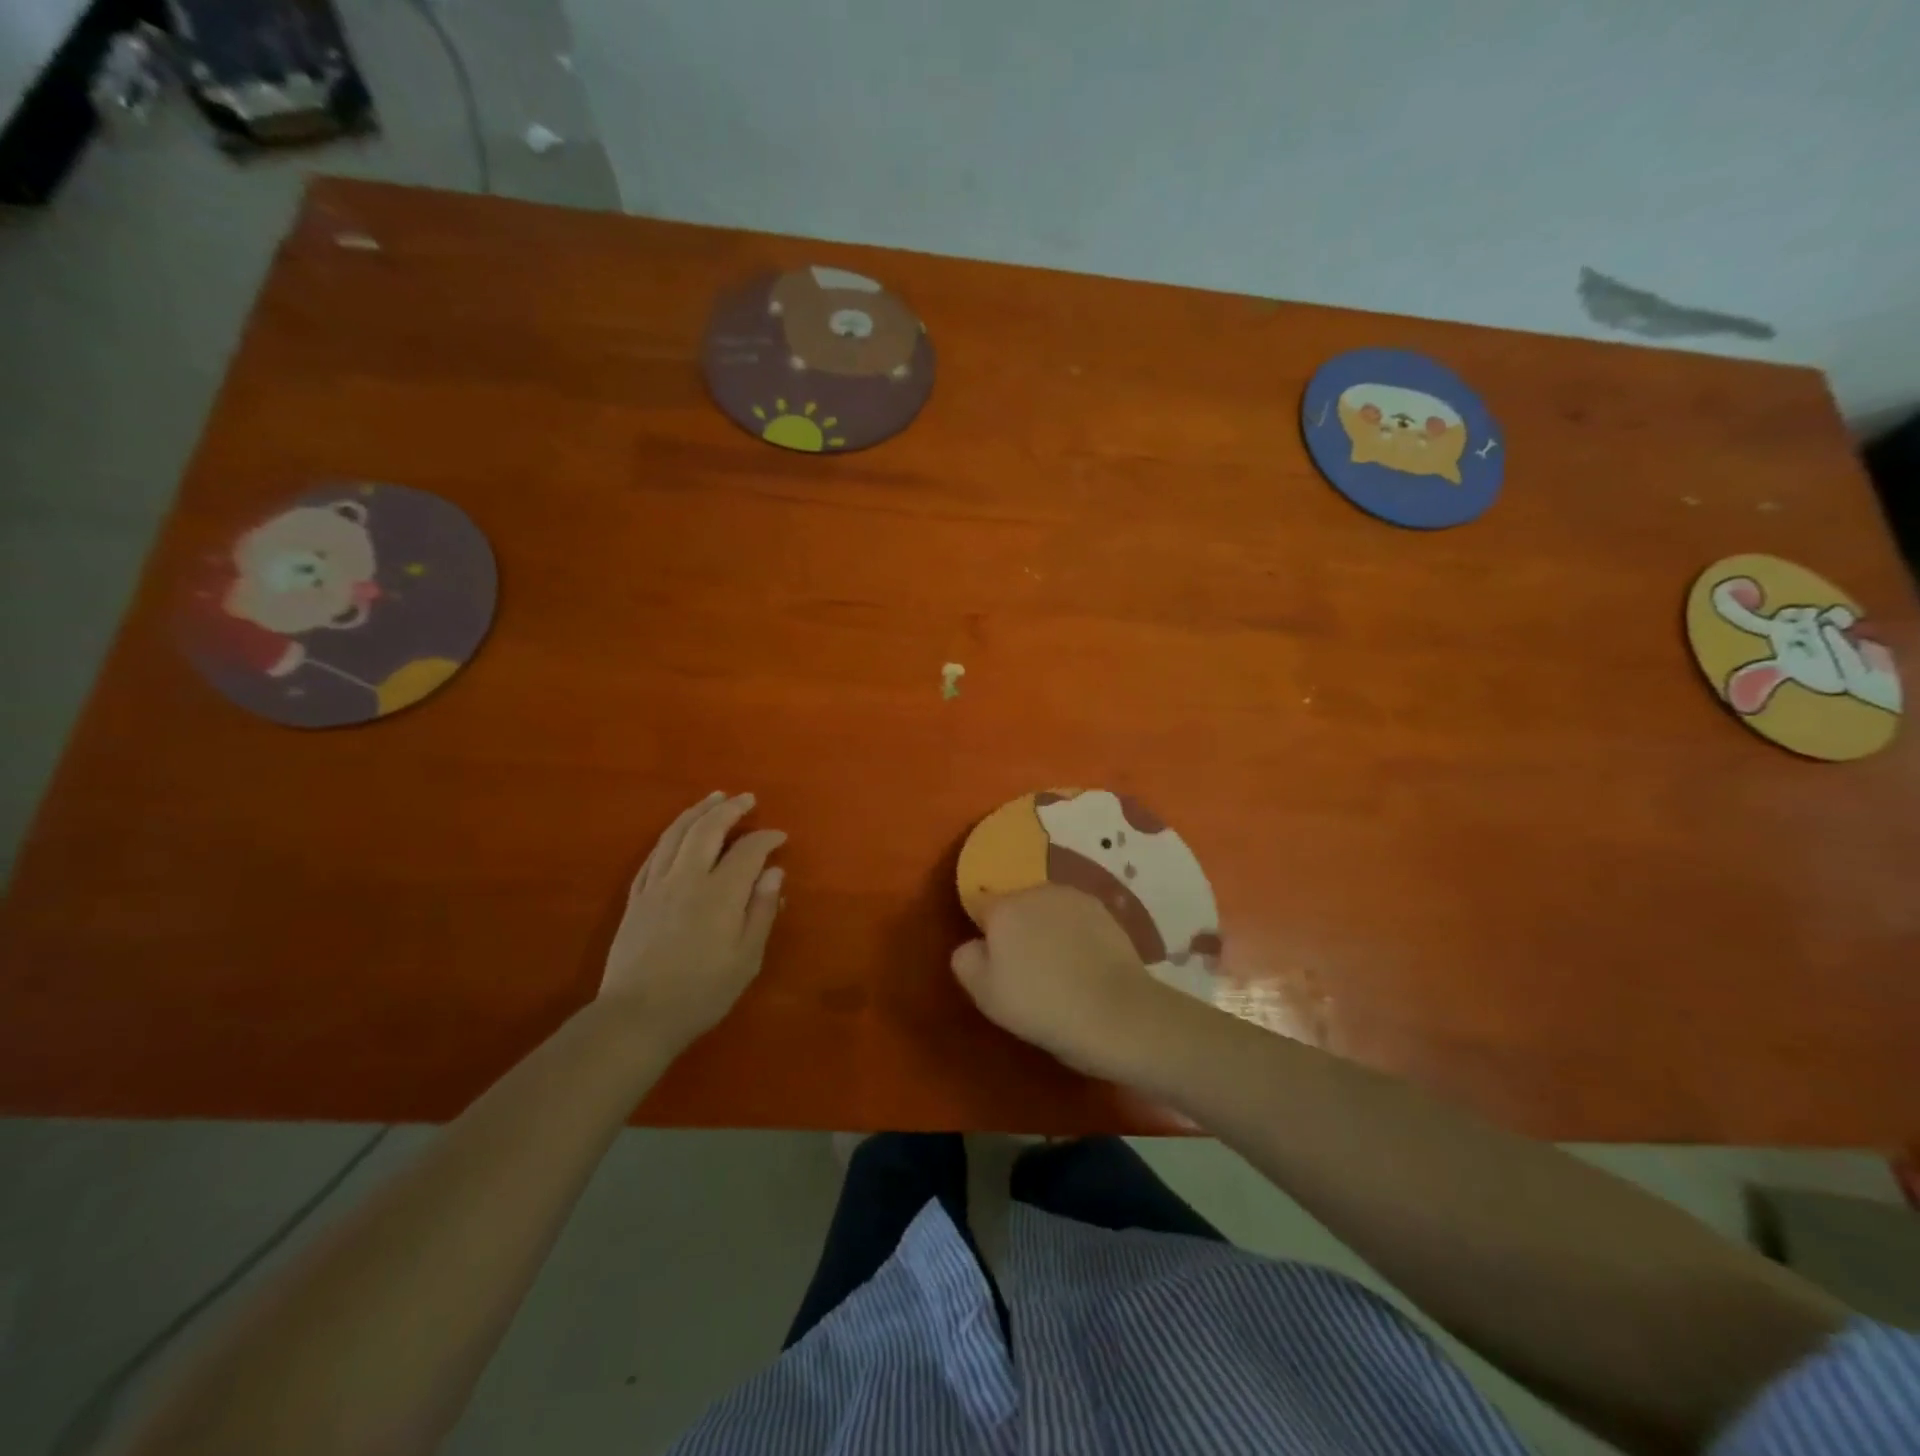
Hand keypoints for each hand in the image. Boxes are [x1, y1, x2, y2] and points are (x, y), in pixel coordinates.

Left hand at [600, 792, 785, 1047]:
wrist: (636, 1017)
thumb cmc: (701, 992)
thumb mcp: (746, 959)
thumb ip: (761, 911)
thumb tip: (774, 872)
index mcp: (720, 893)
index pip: (747, 851)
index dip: (766, 838)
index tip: (780, 836)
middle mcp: (687, 878)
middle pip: (707, 830)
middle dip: (729, 809)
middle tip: (746, 798)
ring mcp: (656, 885)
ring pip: (676, 834)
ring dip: (697, 811)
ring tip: (713, 798)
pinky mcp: (636, 898)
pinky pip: (653, 854)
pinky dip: (670, 835)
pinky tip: (677, 831)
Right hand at [950, 885, 1178, 1078]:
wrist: (1116, 1013)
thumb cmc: (1041, 1005)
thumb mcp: (985, 994)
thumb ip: (966, 960)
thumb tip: (974, 944)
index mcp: (1003, 908)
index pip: (981, 906)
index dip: (985, 933)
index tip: (996, 962)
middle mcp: (1037, 891)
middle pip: (1016, 905)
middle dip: (1017, 928)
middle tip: (1026, 969)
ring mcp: (1074, 898)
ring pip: (1048, 909)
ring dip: (1047, 928)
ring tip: (1059, 968)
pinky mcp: (1105, 911)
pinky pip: (1076, 919)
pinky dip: (1075, 934)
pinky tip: (1084, 964)